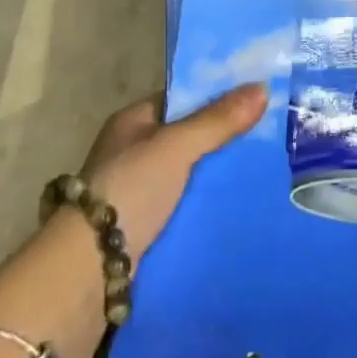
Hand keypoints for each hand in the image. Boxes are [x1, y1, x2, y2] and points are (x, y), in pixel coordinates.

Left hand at [80, 83, 267, 266]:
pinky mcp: (145, 229)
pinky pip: (186, 207)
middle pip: (187, 137)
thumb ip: (218, 120)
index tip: (255, 98)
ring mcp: (137, 192)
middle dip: (222, 139)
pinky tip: (239, 206)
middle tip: (269, 136)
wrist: (87, 271)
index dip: (216, 97)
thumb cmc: (129, 190)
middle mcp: (133, 152)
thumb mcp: (177, 146)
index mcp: (132, 121)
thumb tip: (263, 86)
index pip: (181, 99)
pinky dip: (207, 206)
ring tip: (264, 170)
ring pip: (189, 174)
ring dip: (217, 175)